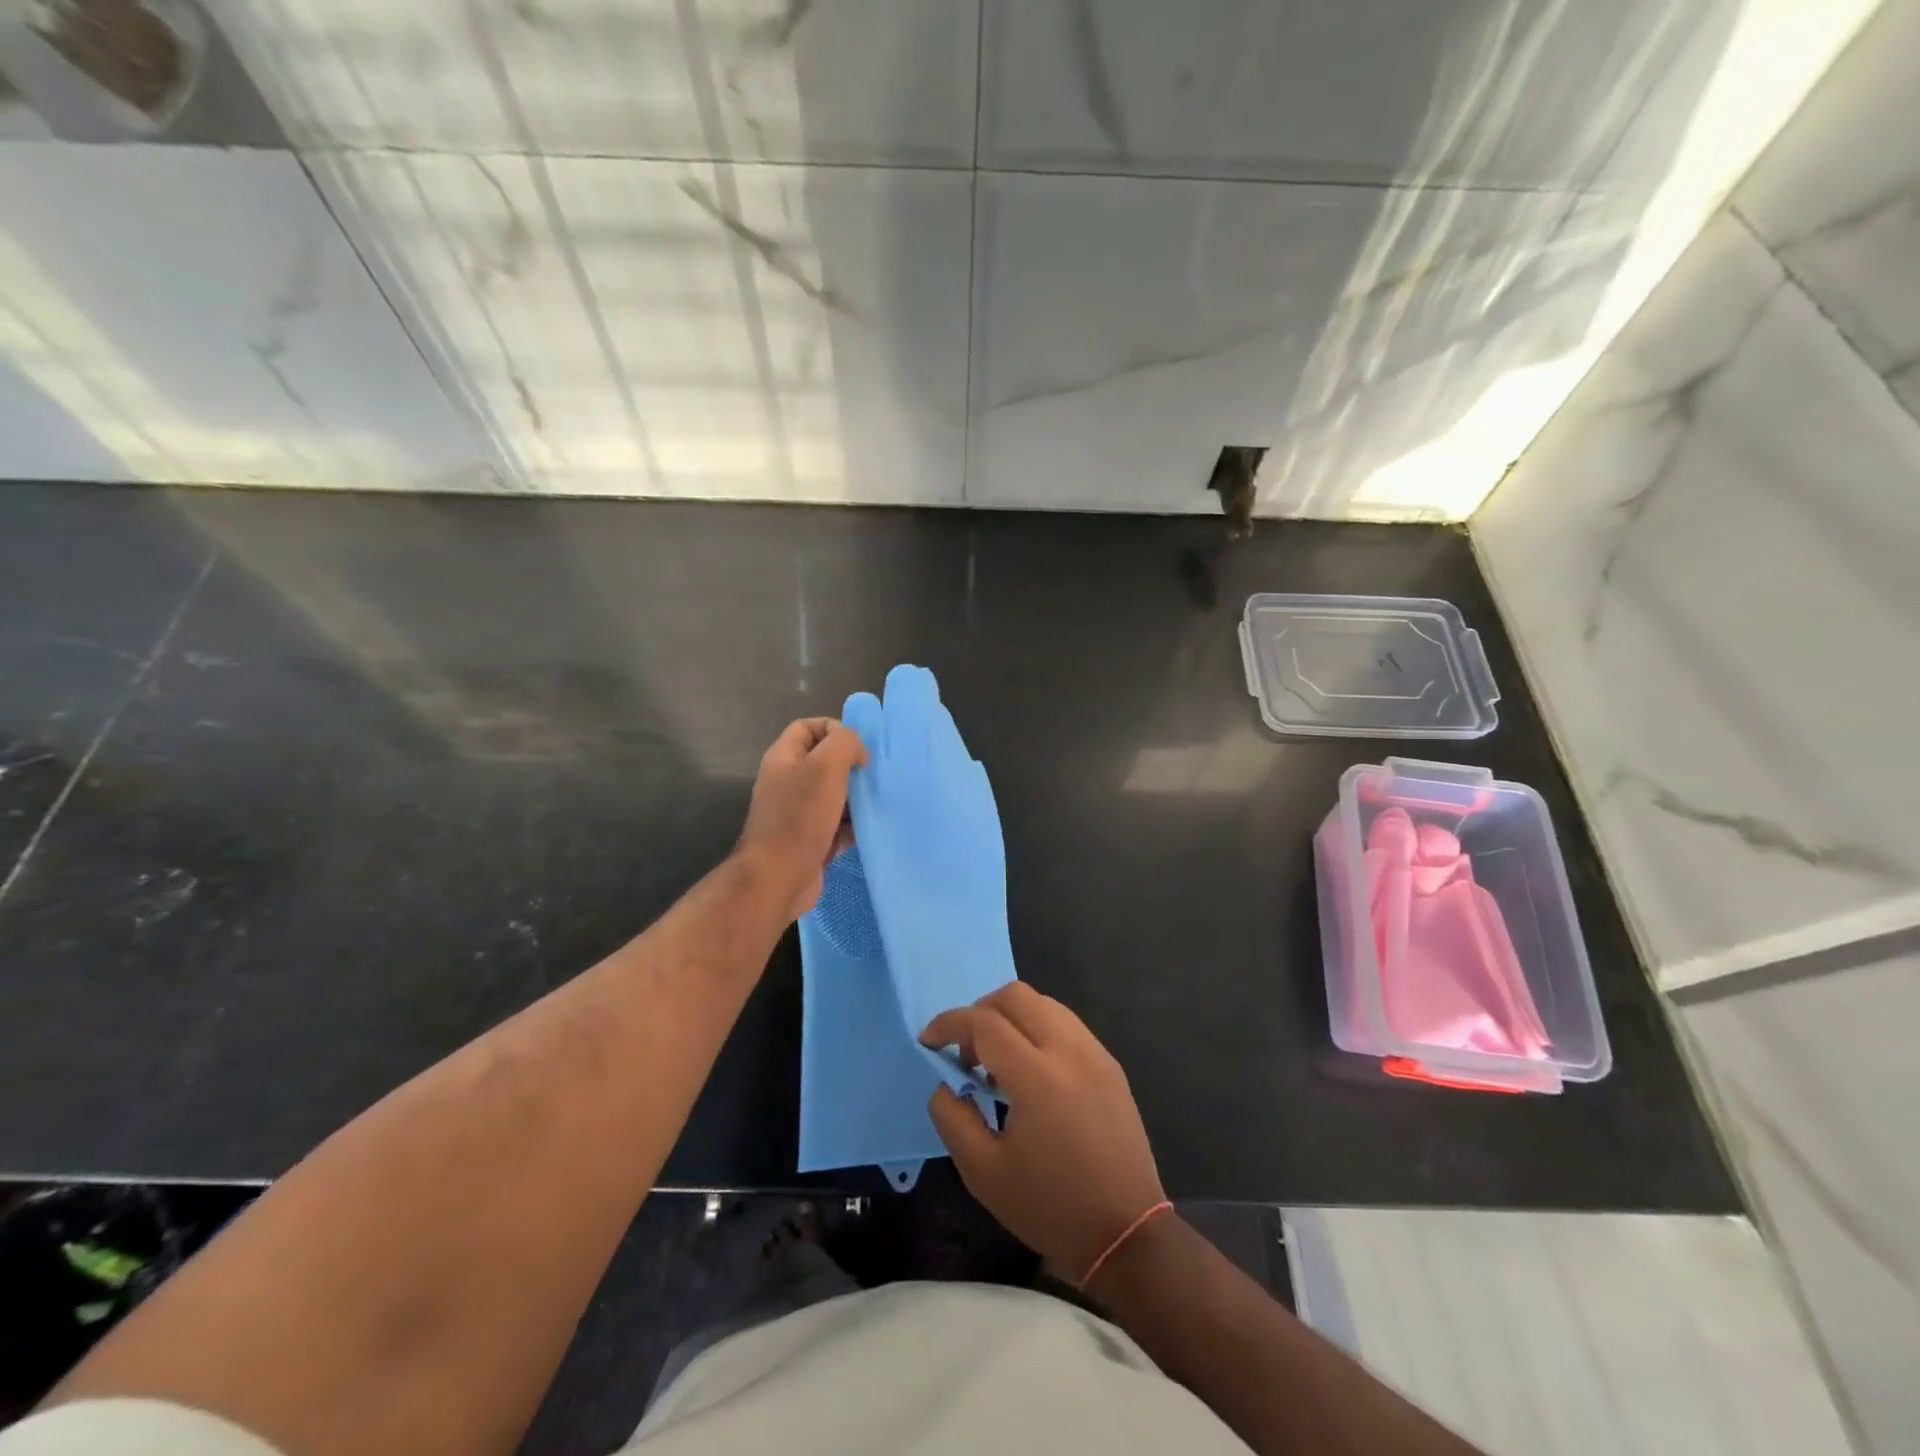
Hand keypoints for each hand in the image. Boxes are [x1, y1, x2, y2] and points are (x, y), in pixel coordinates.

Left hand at [736, 718, 866, 920]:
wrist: (779, 878)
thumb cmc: (800, 817)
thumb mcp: (826, 766)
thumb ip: (845, 744)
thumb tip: (857, 753)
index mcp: (783, 758)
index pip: (808, 727)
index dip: (834, 729)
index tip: (857, 749)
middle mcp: (787, 782)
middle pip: (824, 762)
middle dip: (851, 767)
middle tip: (870, 777)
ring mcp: (797, 814)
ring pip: (834, 796)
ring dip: (856, 799)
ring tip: (876, 804)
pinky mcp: (809, 841)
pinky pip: (837, 826)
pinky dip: (852, 828)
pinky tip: (867, 831)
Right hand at [920, 984, 1164, 1285]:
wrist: (1126, 1234)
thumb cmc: (1050, 1207)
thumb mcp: (983, 1173)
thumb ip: (952, 1117)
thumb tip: (946, 1082)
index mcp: (1037, 1076)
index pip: (984, 1023)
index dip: (949, 1024)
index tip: (928, 1041)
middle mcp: (1069, 1050)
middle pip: (1015, 996)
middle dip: (979, 1011)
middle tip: (965, 1052)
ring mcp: (1095, 1052)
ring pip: (1043, 1003)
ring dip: (1010, 1017)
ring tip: (997, 1061)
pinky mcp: (1110, 1064)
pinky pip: (1065, 1023)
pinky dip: (1037, 1028)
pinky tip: (1030, 1070)